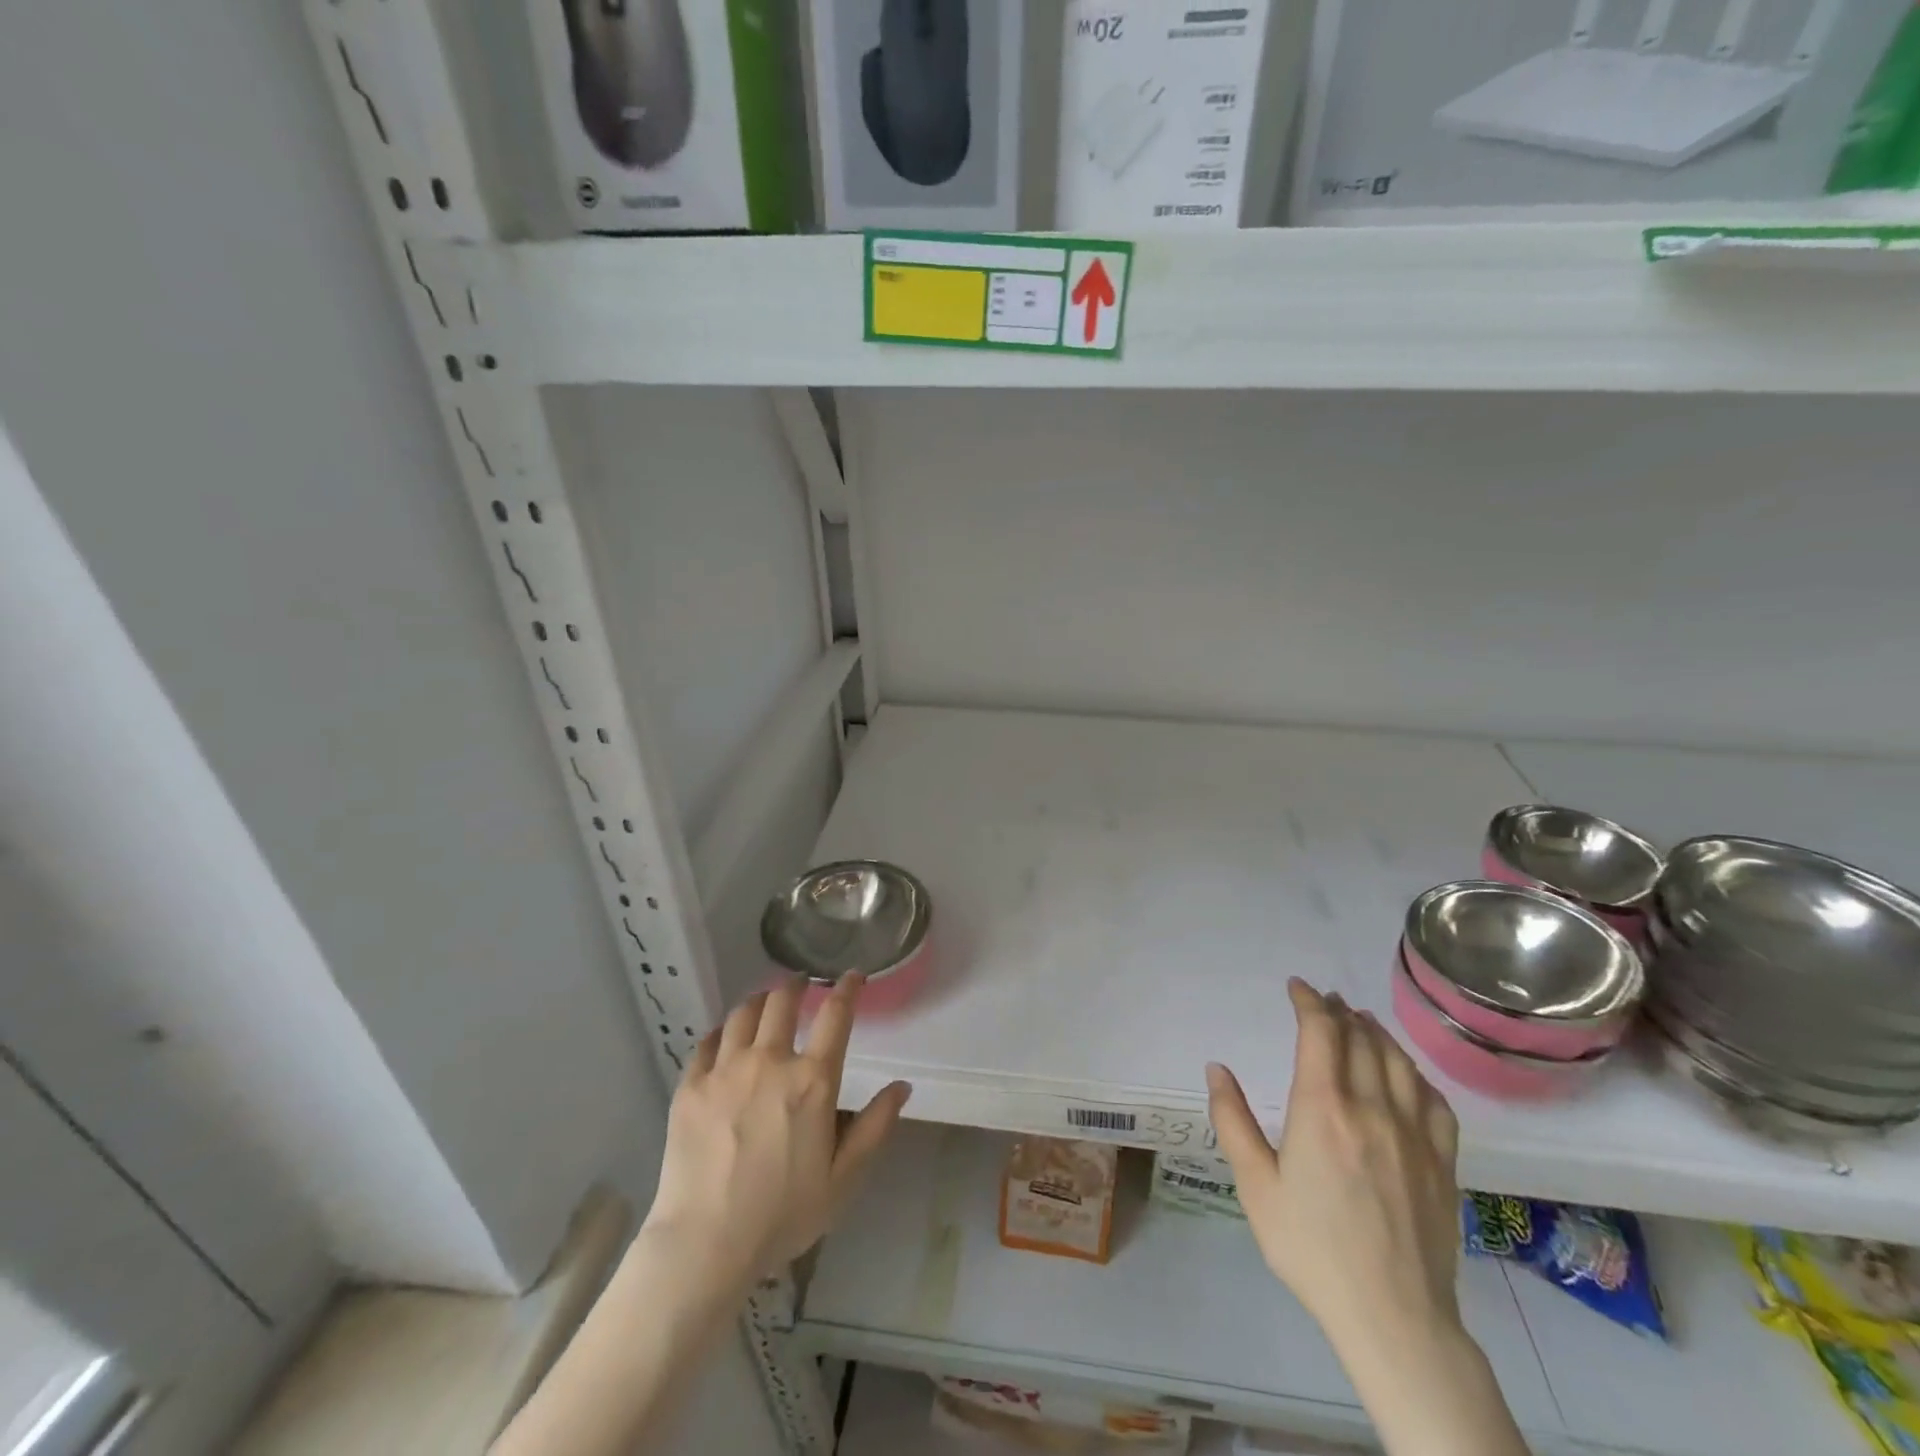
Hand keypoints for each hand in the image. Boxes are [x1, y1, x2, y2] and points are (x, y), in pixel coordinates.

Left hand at [644, 974, 910, 1286]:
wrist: (705, 1244)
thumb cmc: (782, 1215)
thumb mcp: (843, 1180)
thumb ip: (875, 1127)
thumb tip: (902, 1086)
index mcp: (812, 1081)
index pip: (836, 1015)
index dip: (847, 988)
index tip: (852, 976)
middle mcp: (770, 1061)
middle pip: (783, 1001)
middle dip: (796, 984)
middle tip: (802, 983)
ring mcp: (725, 1070)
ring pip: (744, 1013)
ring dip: (760, 1000)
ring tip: (765, 1001)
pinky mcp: (691, 1086)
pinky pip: (707, 1041)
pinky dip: (722, 1031)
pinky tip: (726, 1036)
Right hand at [1206, 978, 1461, 1351]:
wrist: (1393, 1316)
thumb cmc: (1311, 1247)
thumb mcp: (1255, 1186)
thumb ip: (1232, 1120)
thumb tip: (1217, 1068)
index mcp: (1322, 1108)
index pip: (1321, 1032)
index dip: (1308, 1001)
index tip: (1296, 987)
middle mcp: (1371, 1107)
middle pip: (1360, 1038)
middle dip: (1339, 1011)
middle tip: (1325, 1000)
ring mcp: (1414, 1133)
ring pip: (1398, 1061)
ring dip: (1376, 1033)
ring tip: (1360, 1022)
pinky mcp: (1443, 1161)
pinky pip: (1434, 1099)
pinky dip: (1414, 1073)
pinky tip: (1405, 1074)